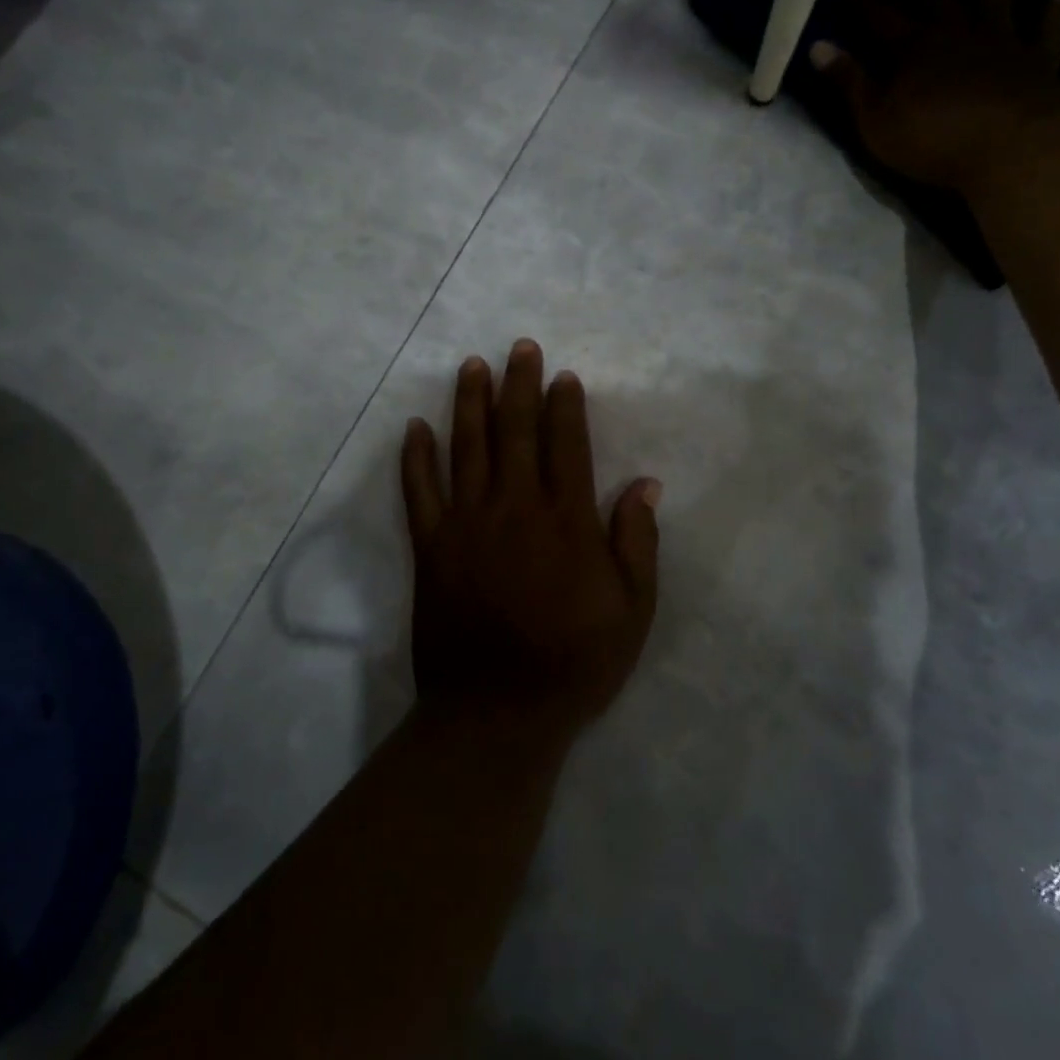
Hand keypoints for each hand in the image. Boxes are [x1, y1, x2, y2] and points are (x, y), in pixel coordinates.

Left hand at [400, 339, 660, 735]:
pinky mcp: (431, 547)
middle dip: (518, 385)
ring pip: (466, 448)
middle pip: (514, 432)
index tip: (562, 376)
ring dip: (469, 403)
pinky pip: (419, 492)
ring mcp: (466, 524)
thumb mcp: (632, 611)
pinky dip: (415, 457)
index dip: (564, 406)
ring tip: (472, 367)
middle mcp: (514, 508)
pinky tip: (415, 427)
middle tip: (519, 347)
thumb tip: (645, 484)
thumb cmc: (574, 662)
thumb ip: (637, 543)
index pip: (565, 445)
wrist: (497, 712)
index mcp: (565, 520)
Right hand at [809, 0, 1059, 194]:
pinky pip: (1044, 30)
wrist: (1008, 150)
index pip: (878, 13)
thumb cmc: (932, 140)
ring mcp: (1001, 43)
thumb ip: (850, 82)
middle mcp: (956, 33)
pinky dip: (1050, 11)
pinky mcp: (1037, 62)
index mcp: (913, 50)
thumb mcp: (875, 119)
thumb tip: (818, 46)